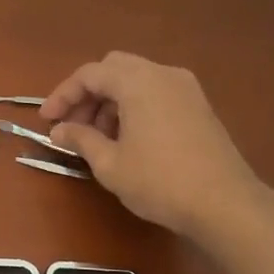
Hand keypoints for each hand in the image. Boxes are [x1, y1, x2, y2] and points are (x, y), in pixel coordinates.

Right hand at [40, 51, 268, 243]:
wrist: (226, 204)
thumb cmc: (160, 182)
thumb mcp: (110, 164)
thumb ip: (81, 139)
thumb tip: (59, 131)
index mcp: (138, 82)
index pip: (89, 74)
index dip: (63, 95)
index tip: (47, 121)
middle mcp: (163, 74)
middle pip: (113, 69)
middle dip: (88, 95)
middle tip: (73, 126)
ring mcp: (186, 88)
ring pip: (136, 80)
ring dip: (110, 101)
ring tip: (98, 138)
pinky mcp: (198, 105)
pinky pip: (156, 92)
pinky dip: (134, 106)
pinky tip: (127, 139)